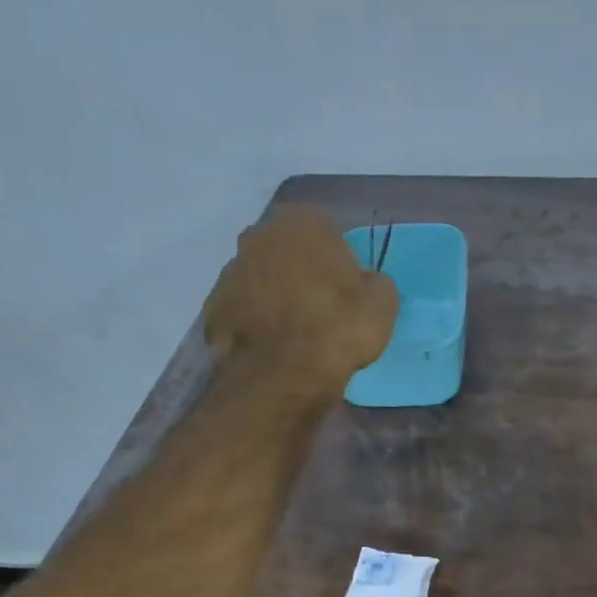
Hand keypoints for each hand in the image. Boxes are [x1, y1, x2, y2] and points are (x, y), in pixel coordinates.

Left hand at [204, 204, 398, 387]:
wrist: (285, 374)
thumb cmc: (339, 327)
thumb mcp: (383, 302)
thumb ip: (373, 281)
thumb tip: (363, 283)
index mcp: (301, 222)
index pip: (325, 231)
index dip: (338, 260)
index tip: (346, 289)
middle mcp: (258, 235)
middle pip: (286, 251)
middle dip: (299, 271)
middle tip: (320, 307)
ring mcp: (229, 271)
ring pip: (260, 279)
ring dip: (275, 296)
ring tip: (295, 332)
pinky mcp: (214, 308)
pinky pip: (243, 310)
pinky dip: (255, 322)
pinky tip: (273, 346)